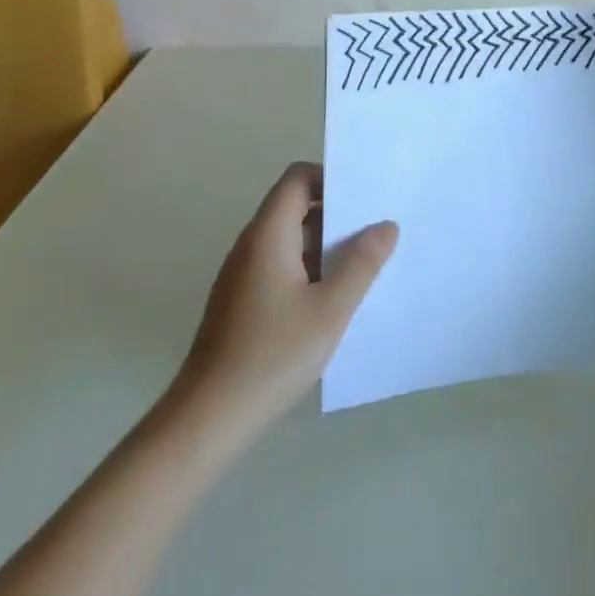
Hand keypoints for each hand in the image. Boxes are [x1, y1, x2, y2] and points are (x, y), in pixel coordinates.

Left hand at [172, 162, 396, 439]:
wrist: (209, 417)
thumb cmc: (273, 355)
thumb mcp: (331, 309)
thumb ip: (362, 263)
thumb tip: (385, 226)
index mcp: (268, 235)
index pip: (297, 178)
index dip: (331, 178)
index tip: (365, 200)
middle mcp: (251, 245)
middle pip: (295, 207)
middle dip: (336, 214)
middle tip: (377, 232)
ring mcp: (242, 275)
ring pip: (290, 240)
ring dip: (325, 246)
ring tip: (365, 265)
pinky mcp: (241, 301)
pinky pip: (280, 266)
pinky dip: (309, 269)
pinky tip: (333, 300)